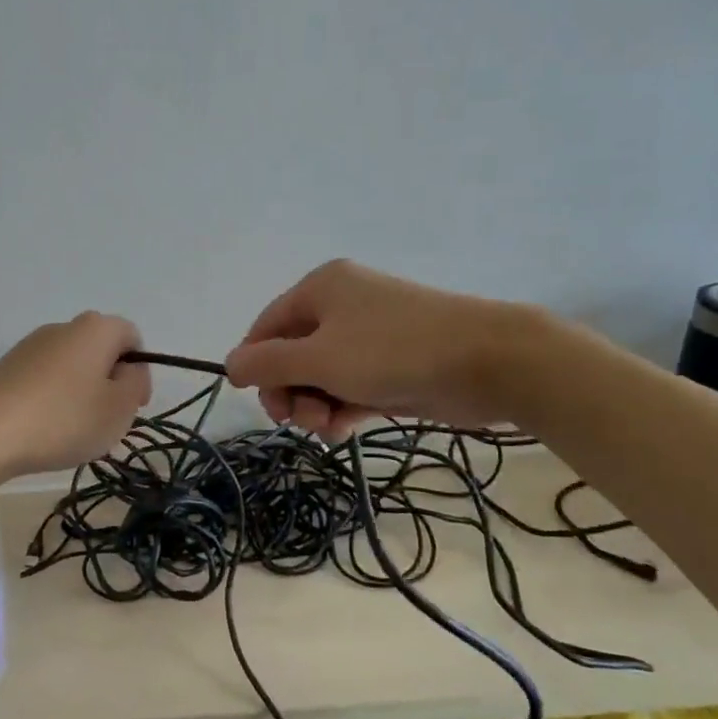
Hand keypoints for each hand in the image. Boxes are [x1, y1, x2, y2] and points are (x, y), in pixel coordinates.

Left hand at [0, 312, 150, 476]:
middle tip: (105, 422)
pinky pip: (44, 380)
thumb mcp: (119, 408)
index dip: (139, 371)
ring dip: (80, 395)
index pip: (132, 337)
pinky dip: (51, 401)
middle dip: (109, 384)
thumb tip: (129, 370)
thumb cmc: (63, 418)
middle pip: (100, 351)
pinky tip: (43, 430)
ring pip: (71, 367)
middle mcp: (63, 327)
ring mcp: (31, 345)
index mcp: (96, 328)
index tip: (133, 406)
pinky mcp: (6, 367)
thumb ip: (136, 384)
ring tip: (71, 432)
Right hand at [224, 260, 537, 438]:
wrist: (488, 361)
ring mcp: (369, 336)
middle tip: (297, 420)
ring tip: (328, 427)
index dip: (255, 365)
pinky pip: (350, 386)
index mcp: (320, 289)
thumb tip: (228, 365)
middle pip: (292, 353)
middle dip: (290, 391)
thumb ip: (267, 364)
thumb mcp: (319, 358)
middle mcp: (341, 306)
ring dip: (315, 405)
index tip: (258, 402)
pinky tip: (345, 429)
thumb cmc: (392, 352)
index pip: (266, 327)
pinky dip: (342, 407)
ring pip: (321, 375)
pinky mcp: (392, 365)